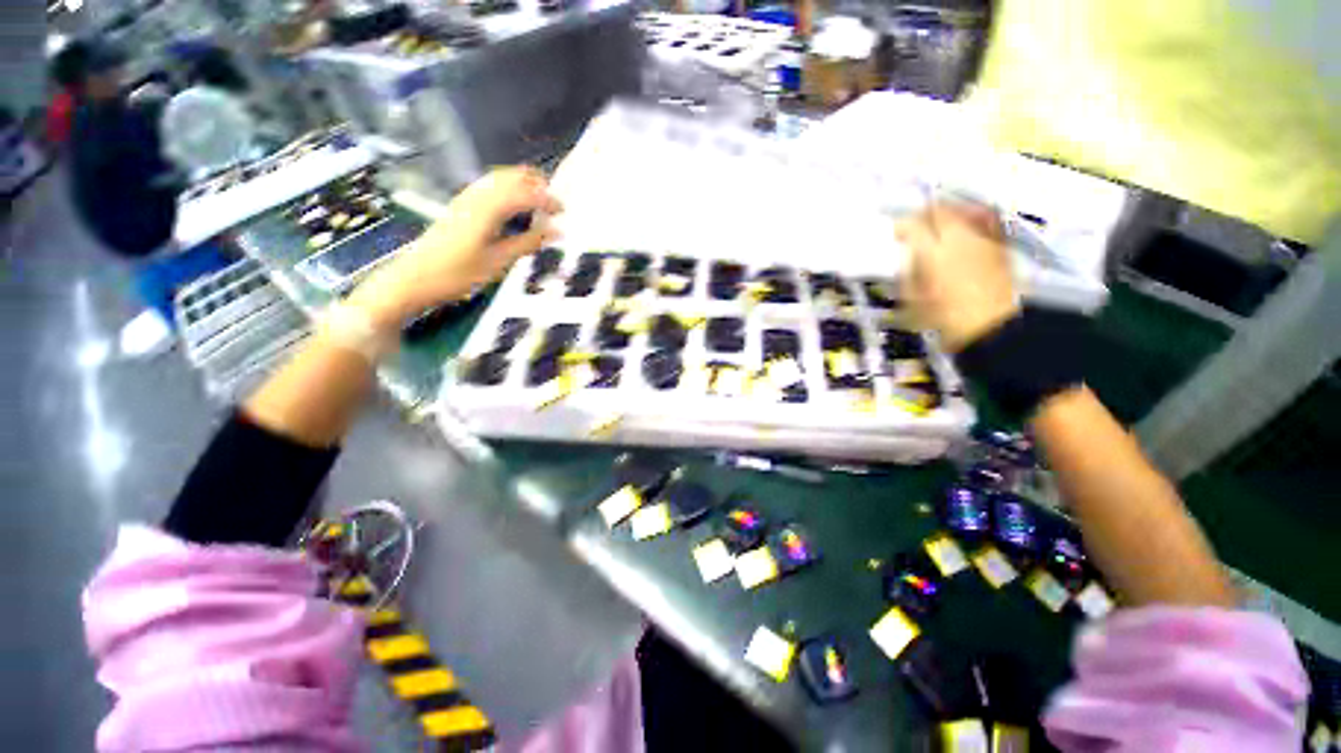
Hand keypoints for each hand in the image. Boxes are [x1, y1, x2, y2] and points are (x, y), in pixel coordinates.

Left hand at [348, 166, 561, 330]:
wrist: (414, 278)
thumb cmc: (459, 274)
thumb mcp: (499, 261)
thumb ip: (528, 242)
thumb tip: (557, 231)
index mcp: (489, 209)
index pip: (525, 194)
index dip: (547, 199)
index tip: (565, 211)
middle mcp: (477, 196)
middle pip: (511, 177)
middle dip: (536, 185)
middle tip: (555, 204)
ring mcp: (466, 198)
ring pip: (499, 179)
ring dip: (522, 185)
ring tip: (539, 204)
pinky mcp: (460, 205)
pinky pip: (489, 187)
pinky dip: (508, 191)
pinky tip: (514, 208)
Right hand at [896, 202, 1019, 352]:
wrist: (991, 327)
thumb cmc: (943, 317)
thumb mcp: (912, 297)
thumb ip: (907, 271)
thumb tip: (905, 256)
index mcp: (932, 252)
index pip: (912, 225)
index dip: (900, 226)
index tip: (894, 234)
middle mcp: (959, 237)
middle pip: (938, 210)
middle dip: (923, 215)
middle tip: (913, 226)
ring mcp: (983, 237)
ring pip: (961, 210)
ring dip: (946, 213)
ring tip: (937, 224)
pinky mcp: (999, 243)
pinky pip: (982, 219)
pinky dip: (969, 218)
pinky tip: (962, 229)